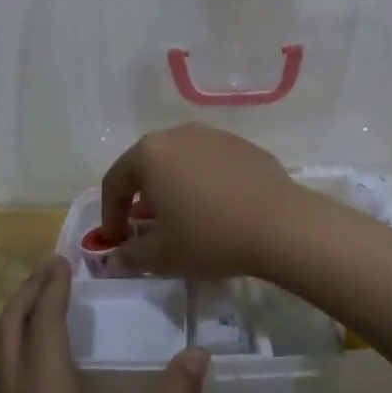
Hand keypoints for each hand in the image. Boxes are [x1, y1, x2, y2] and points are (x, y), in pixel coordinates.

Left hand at [0, 257, 208, 392]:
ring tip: (47, 308)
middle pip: (7, 333)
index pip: (42, 325)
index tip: (63, 258)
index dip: (52, 288)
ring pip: (0, 360)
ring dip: (20, 324)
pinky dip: (20, 354)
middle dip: (26, 295)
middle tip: (50, 269)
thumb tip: (198, 354)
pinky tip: (47, 373)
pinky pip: (5, 384)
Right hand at [100, 123, 305, 277]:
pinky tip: (217, 211)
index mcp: (150, 153)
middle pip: (148, 166)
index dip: (110, 214)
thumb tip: (115, 257)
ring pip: (182, 162)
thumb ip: (130, 254)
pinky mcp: (245, 147)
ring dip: (174, 188)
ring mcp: (216, 136)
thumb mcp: (161, 255)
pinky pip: (212, 165)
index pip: (115, 181)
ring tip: (182, 218)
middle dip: (141, 198)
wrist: (280, 225)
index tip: (117, 242)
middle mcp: (180, 135)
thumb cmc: (209, 237)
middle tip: (146, 228)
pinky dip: (204, 184)